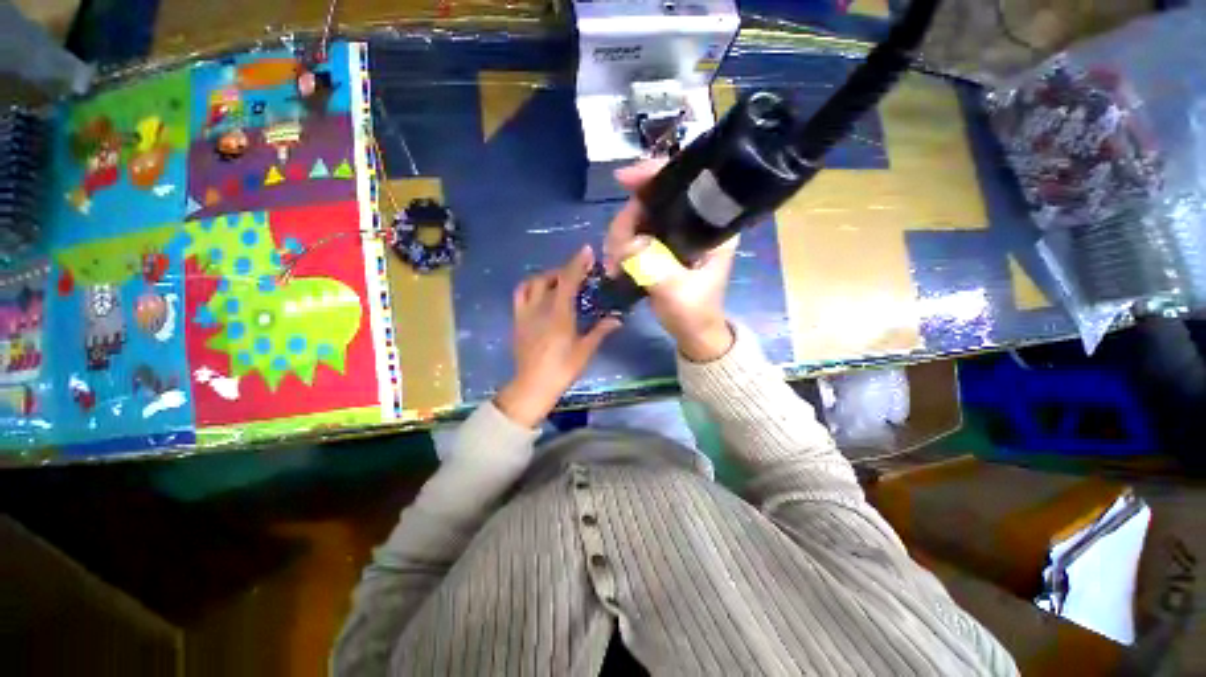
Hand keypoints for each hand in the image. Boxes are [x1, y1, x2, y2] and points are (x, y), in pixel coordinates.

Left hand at [495, 246, 621, 427]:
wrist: (532, 386)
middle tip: (577, 274)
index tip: (586, 250)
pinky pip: (520, 296)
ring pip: (531, 283)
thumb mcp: (585, 350)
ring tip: (556, 282)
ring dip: (545, 277)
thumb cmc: (562, 369)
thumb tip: (617, 319)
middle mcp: (540, 308)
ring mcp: (525, 313)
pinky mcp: (517, 321)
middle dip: (564, 270)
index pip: (568, 280)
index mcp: (559, 314)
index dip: (577, 263)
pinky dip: (530, 288)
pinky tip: (539, 295)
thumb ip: (600, 331)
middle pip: (549, 278)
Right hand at [603, 160, 736, 362]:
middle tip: (615, 254)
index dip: (653, 176)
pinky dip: (619, 247)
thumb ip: (655, 268)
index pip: (684, 185)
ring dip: (618, 239)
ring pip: (638, 219)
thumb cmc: (694, 313)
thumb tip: (628, 244)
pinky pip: (633, 236)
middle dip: (625, 223)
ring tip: (614, 267)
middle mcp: (693, 223)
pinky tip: (615, 265)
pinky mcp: (660, 248)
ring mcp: (674, 235)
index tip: (623, 180)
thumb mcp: (678, 293)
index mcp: (710, 227)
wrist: (693, 334)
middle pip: (651, 201)